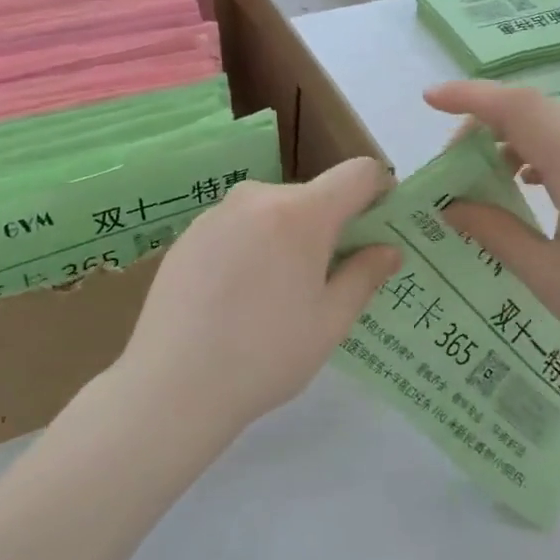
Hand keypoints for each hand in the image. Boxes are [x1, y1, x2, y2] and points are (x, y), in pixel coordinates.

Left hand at [116, 157, 400, 438]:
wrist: (171, 386)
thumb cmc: (266, 355)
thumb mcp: (330, 321)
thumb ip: (364, 276)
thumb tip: (388, 250)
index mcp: (302, 213)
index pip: (358, 173)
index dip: (380, 191)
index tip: (380, 227)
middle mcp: (257, 197)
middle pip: (313, 196)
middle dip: (331, 226)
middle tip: (329, 280)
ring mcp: (216, 214)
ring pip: (273, 212)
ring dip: (289, 238)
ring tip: (277, 296)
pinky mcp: (188, 235)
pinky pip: (238, 228)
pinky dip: (252, 248)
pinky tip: (237, 298)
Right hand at [425, 81, 559, 387]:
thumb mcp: (548, 276)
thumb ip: (495, 231)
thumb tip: (451, 206)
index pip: (521, 108)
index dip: (471, 98)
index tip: (429, 100)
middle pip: (542, 113)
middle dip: (491, 125)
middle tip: (458, 163)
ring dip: (523, 141)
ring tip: (493, 177)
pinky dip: (555, 155)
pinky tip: (539, 187)